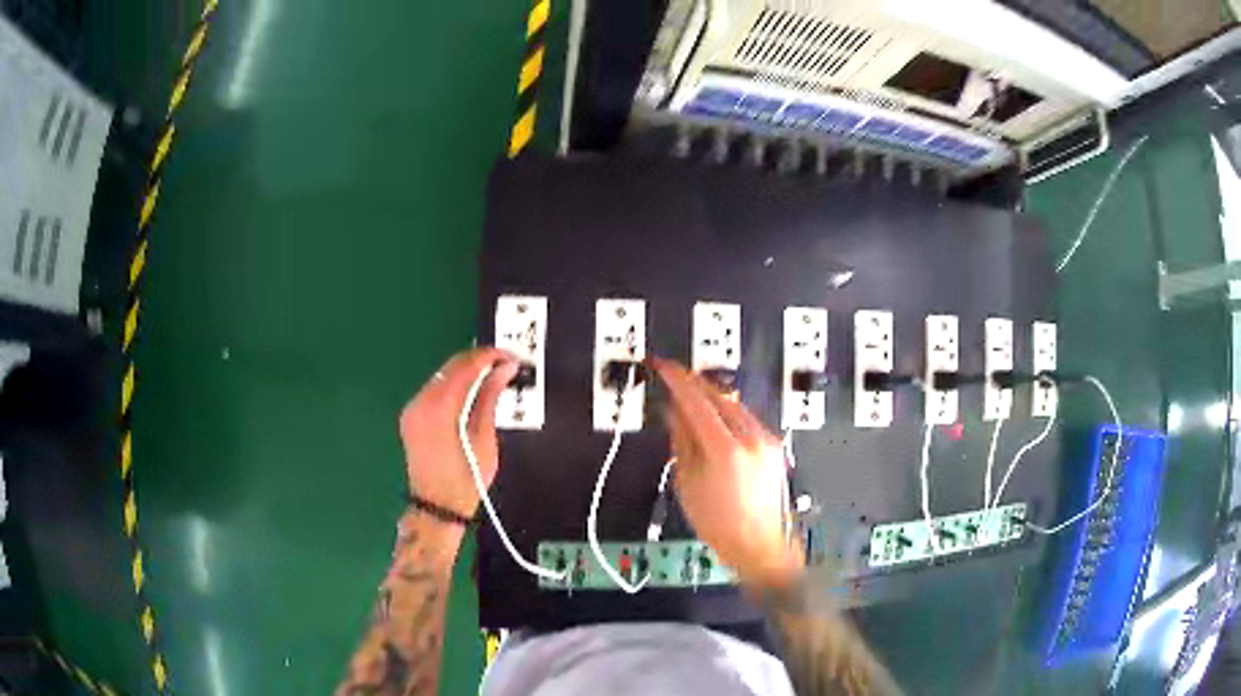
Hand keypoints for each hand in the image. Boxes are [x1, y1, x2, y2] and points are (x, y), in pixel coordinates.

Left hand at [399, 347, 518, 518]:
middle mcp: (420, 401)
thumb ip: (490, 397)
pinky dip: (454, 386)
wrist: (438, 507)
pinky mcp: (411, 416)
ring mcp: (412, 408)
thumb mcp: (484, 438)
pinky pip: (435, 390)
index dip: (490, 356)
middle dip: (479, 361)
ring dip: (467, 372)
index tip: (511, 356)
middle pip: (451, 366)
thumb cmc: (466, 479)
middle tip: (506, 363)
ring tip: (493, 377)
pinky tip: (471, 392)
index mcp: (439, 406)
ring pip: (442, 376)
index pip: (466, 366)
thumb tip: (504, 369)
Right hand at [653, 357, 804, 590]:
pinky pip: (746, 418)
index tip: (662, 365)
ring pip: (735, 404)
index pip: (697, 401)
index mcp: (726, 450)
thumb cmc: (719, 524)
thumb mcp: (688, 483)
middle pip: (719, 396)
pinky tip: (714, 416)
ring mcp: (767, 440)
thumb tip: (674, 411)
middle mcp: (751, 438)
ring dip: (711, 395)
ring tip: (689, 394)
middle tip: (673, 375)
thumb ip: (682, 441)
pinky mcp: (774, 446)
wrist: (760, 545)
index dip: (677, 379)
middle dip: (694, 382)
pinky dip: (727, 411)